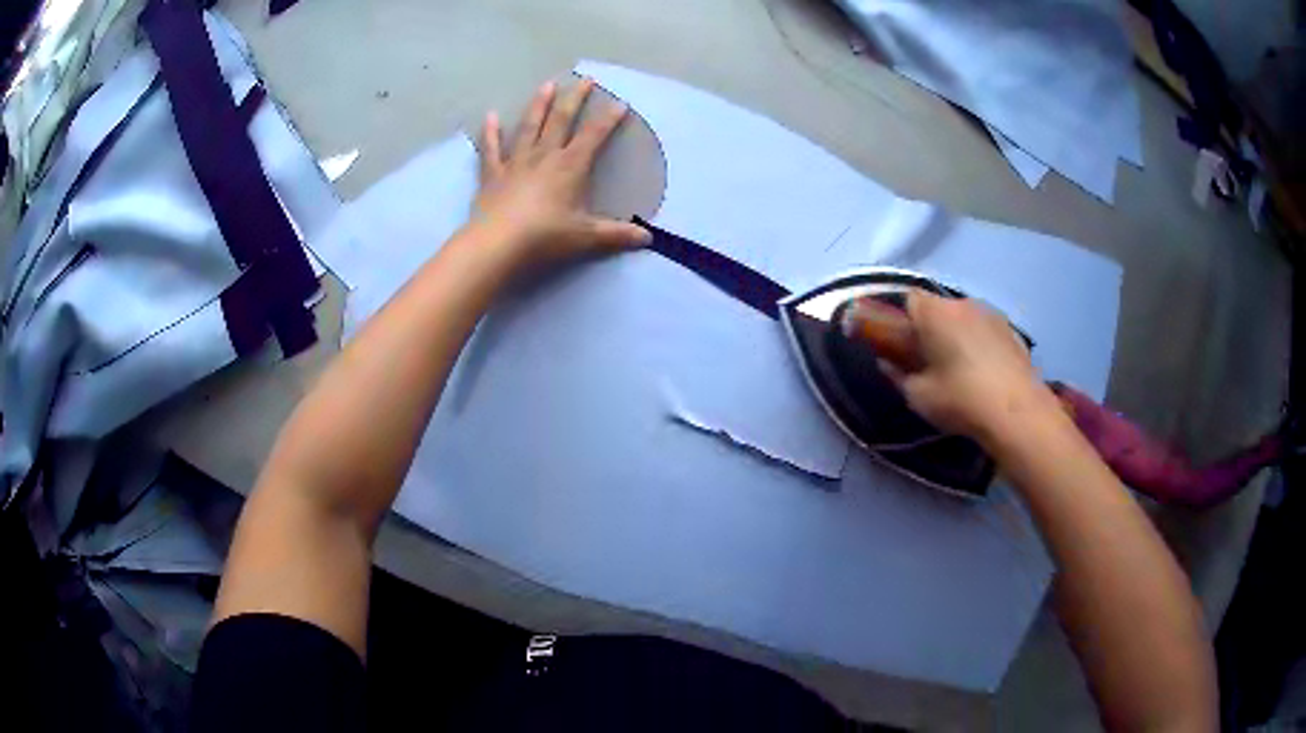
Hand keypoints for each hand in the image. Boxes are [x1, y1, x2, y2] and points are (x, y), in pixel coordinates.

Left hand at [473, 78, 650, 264]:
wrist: (498, 244)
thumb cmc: (545, 236)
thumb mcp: (586, 237)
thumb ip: (617, 234)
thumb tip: (647, 238)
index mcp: (570, 166)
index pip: (594, 135)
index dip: (608, 119)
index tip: (620, 103)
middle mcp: (544, 156)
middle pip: (561, 120)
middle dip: (575, 99)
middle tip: (585, 80)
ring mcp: (516, 162)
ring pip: (529, 126)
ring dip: (539, 105)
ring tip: (547, 85)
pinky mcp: (492, 174)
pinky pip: (492, 148)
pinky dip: (490, 132)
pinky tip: (490, 116)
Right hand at [862, 291, 1055, 441]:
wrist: (1017, 412)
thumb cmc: (960, 399)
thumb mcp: (918, 396)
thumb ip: (898, 375)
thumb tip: (888, 364)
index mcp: (934, 312)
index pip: (907, 299)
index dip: (901, 320)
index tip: (900, 346)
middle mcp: (962, 303)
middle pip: (938, 308)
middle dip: (930, 329)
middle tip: (928, 362)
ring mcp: (991, 314)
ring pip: (964, 318)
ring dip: (957, 336)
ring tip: (959, 369)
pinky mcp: (1012, 330)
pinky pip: (985, 331)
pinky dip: (979, 345)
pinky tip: (983, 374)